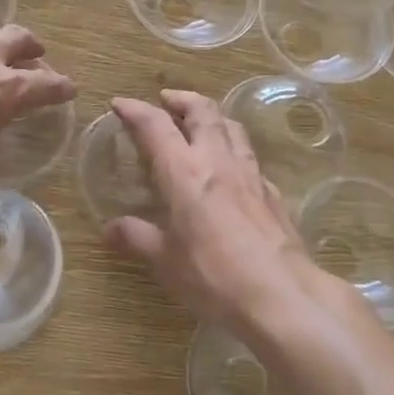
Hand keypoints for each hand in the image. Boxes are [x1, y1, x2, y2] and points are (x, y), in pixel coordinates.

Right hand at [104, 91, 317, 331]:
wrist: (282, 295)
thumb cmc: (214, 276)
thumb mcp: (166, 262)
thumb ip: (138, 238)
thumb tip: (111, 229)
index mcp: (184, 172)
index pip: (155, 125)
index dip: (135, 109)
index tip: (119, 103)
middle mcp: (218, 161)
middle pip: (202, 111)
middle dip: (181, 99)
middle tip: (166, 100)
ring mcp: (250, 174)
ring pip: (232, 127)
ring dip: (211, 117)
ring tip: (199, 124)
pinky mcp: (272, 193)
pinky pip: (249, 157)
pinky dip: (233, 150)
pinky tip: (230, 169)